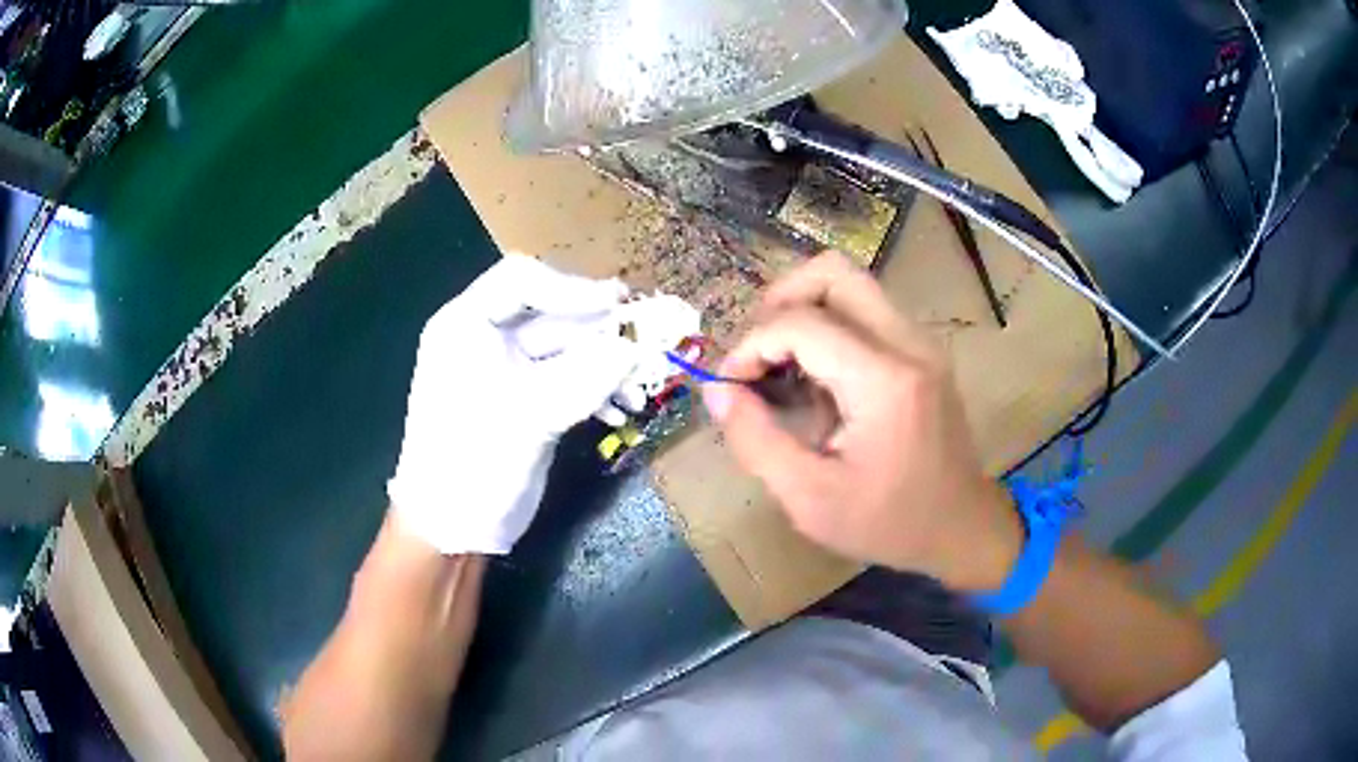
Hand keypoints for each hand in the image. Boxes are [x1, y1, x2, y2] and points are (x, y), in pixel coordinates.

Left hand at [388, 255, 643, 554]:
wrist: (453, 528)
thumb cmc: (473, 461)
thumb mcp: (530, 414)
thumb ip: (588, 375)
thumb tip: (641, 344)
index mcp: (467, 324)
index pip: (521, 279)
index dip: (571, 287)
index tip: (618, 305)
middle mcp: (487, 338)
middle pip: (552, 314)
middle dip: (601, 330)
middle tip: (651, 341)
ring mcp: (509, 371)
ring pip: (568, 349)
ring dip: (607, 365)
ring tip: (641, 388)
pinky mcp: (528, 401)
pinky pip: (569, 380)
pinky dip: (597, 390)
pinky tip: (622, 411)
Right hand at [702, 252, 1021, 590]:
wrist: (961, 527)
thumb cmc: (888, 522)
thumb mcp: (808, 498)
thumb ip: (755, 439)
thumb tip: (717, 389)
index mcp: (883, 380)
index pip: (801, 322)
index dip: (751, 344)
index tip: (730, 384)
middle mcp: (907, 343)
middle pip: (833, 272)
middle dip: (780, 301)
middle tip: (757, 353)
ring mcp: (920, 342)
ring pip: (850, 284)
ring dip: (804, 311)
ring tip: (781, 365)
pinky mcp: (921, 351)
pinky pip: (865, 311)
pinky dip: (828, 326)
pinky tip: (815, 379)